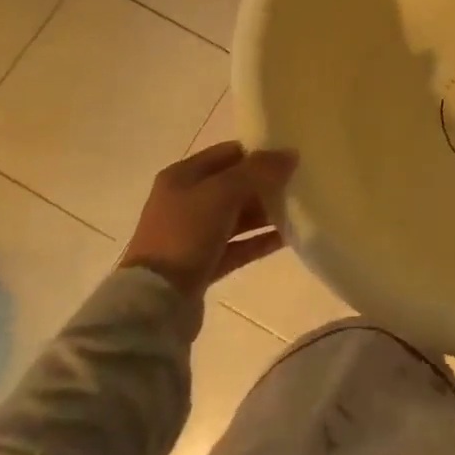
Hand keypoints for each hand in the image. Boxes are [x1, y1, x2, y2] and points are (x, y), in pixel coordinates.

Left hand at [120, 142, 297, 295]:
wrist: (155, 301)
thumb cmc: (185, 234)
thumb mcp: (222, 193)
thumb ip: (258, 171)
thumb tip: (290, 154)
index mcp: (182, 176)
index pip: (227, 154)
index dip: (257, 154)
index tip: (288, 159)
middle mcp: (185, 201)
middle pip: (234, 185)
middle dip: (264, 185)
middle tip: (298, 185)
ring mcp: (193, 234)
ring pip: (237, 216)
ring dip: (265, 213)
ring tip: (299, 210)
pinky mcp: (203, 263)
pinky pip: (238, 245)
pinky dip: (260, 240)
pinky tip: (288, 237)